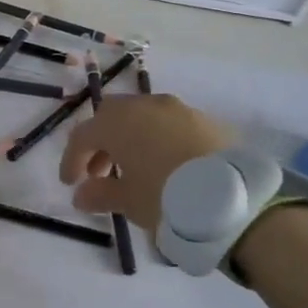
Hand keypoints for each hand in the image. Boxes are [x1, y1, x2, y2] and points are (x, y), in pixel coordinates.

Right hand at [59, 91, 307, 307]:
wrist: (237, 201)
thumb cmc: (168, 198)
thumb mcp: (128, 201)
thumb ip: (99, 194)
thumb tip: (81, 194)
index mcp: (119, 122)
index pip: (83, 135)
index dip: (71, 159)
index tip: (70, 184)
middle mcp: (147, 106)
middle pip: (112, 118)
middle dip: (101, 144)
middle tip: (99, 173)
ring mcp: (180, 111)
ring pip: (143, 119)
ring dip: (131, 141)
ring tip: (134, 172)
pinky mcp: (208, 122)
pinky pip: (171, 126)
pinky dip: (158, 142)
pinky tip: (166, 168)